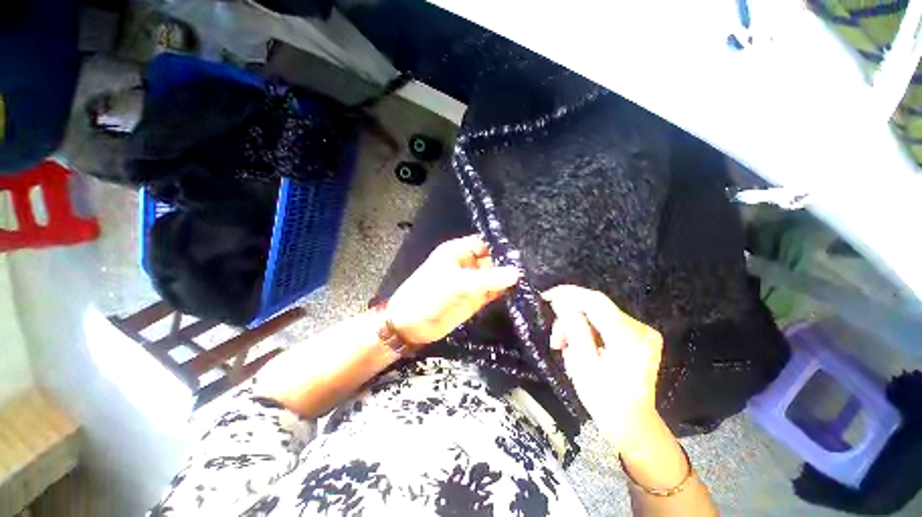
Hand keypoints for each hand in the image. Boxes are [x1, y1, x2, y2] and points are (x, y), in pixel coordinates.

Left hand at [387, 235, 520, 345]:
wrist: (410, 326)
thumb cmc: (428, 296)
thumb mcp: (456, 284)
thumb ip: (487, 279)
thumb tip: (517, 273)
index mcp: (458, 252)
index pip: (485, 243)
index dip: (501, 247)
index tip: (524, 252)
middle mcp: (467, 264)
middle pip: (492, 260)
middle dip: (509, 263)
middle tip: (534, 268)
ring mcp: (471, 283)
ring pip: (494, 277)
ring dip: (508, 279)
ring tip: (533, 279)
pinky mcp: (474, 299)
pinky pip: (492, 292)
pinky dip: (504, 292)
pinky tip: (520, 293)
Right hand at [543, 285, 663, 452]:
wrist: (633, 425)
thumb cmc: (604, 401)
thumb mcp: (582, 364)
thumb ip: (573, 328)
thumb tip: (561, 302)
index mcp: (628, 339)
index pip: (595, 301)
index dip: (569, 294)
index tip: (546, 296)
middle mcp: (641, 330)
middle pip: (596, 308)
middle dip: (570, 317)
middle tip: (555, 339)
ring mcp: (643, 333)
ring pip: (599, 315)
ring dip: (577, 325)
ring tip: (564, 346)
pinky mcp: (640, 336)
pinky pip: (606, 323)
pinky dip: (589, 330)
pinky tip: (580, 345)